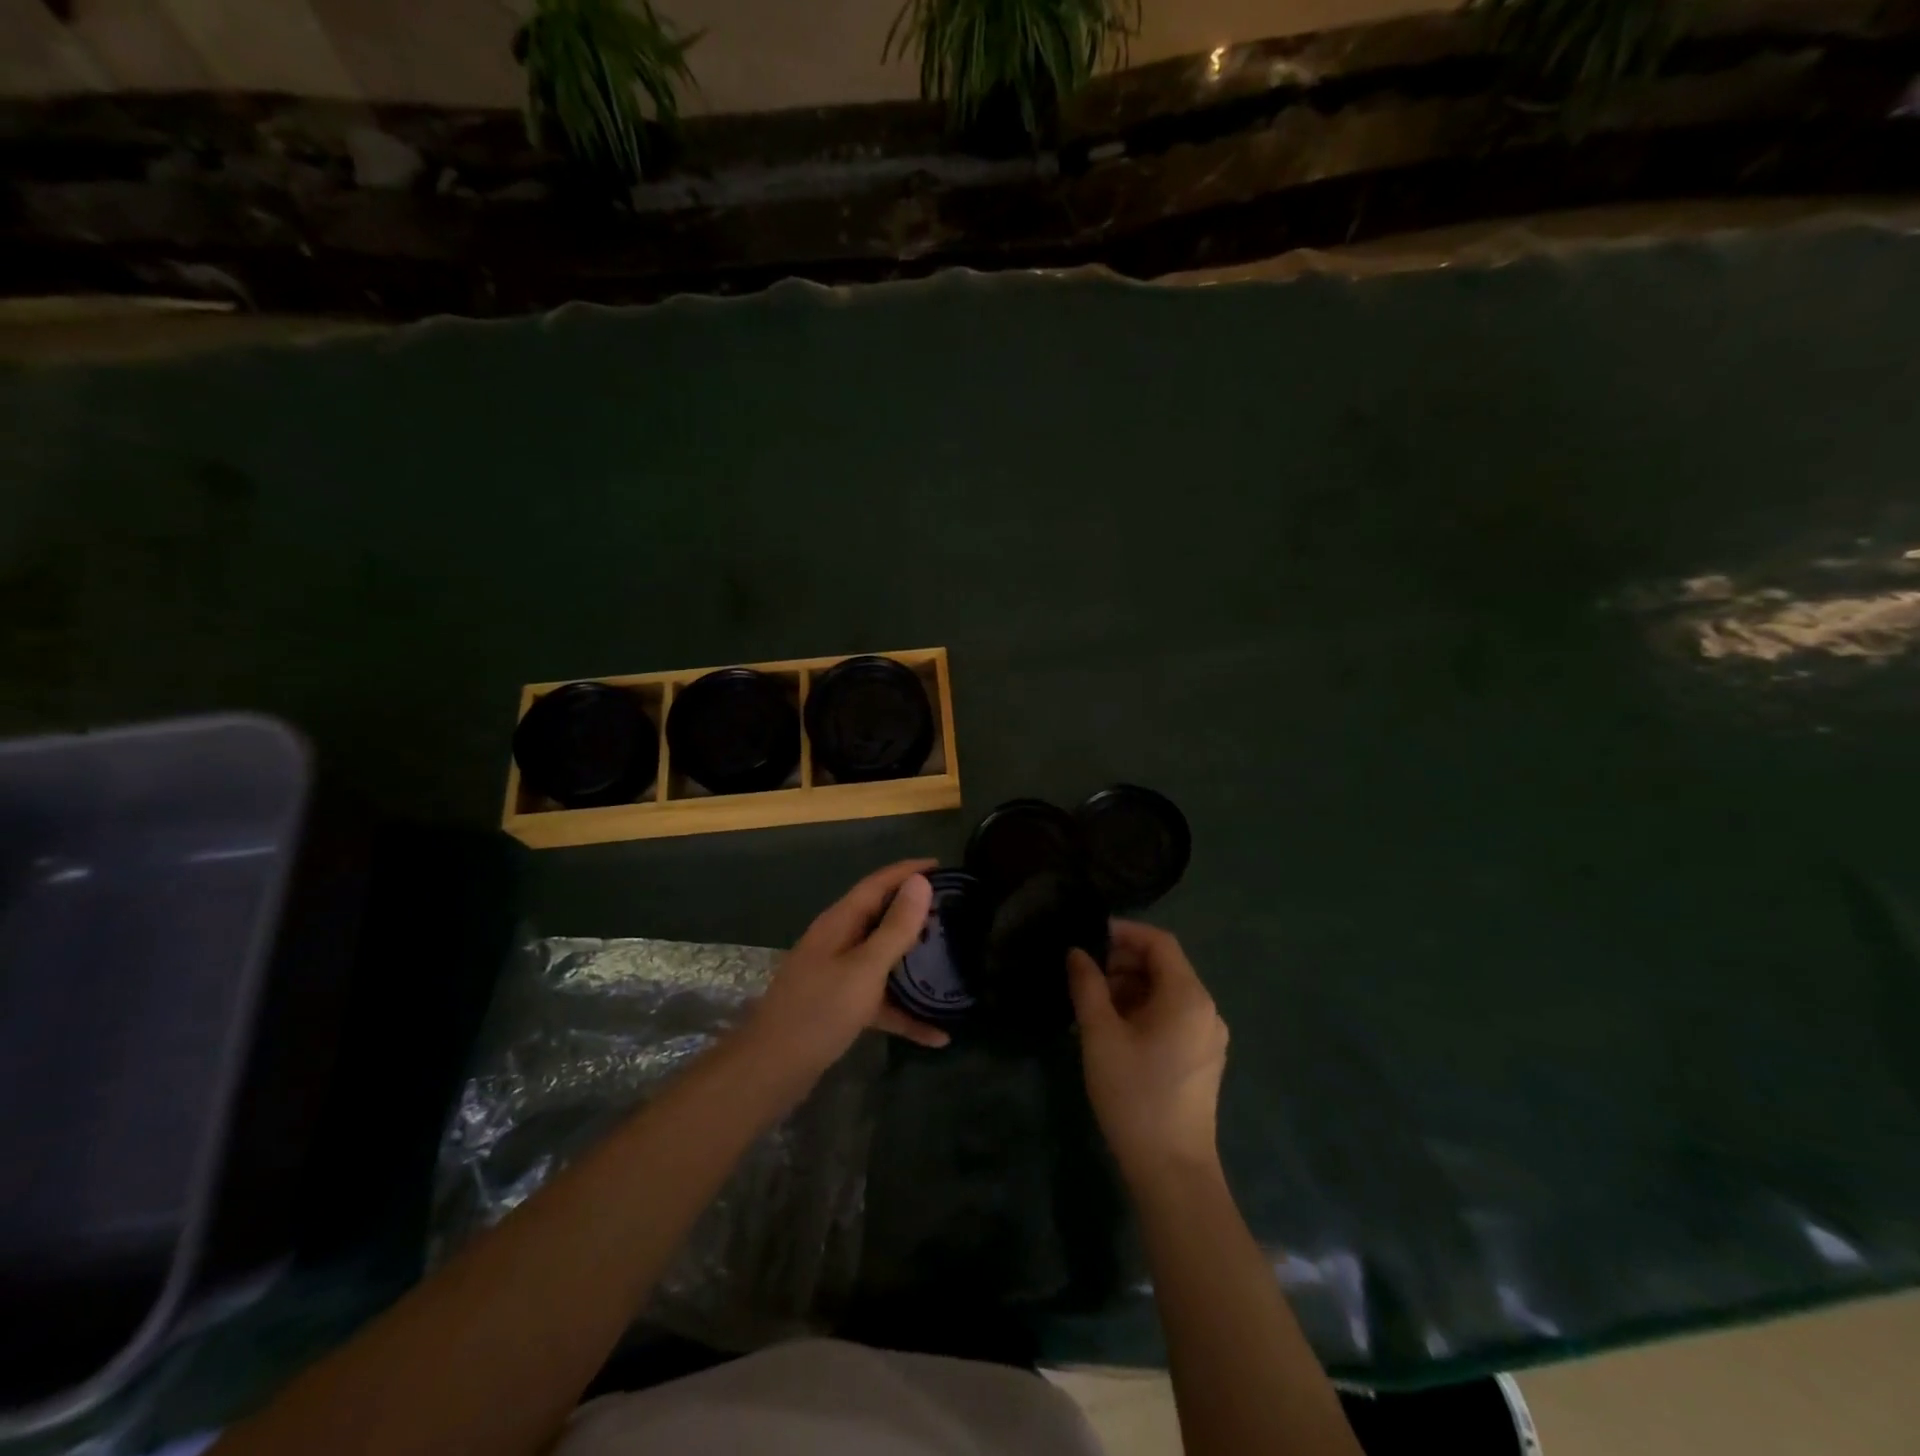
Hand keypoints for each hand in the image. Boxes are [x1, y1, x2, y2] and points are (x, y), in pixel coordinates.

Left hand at [739, 859, 950, 1083]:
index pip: (877, 884)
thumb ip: (895, 927)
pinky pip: (880, 1001)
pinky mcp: (841, 1007)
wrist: (772, 1070)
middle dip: (915, 913)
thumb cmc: (819, 1011)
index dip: (908, 871)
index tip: (942, 866)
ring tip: (951, 961)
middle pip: (881, 918)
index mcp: (840, 923)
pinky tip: (937, 1035)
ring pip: (883, 960)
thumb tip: (920, 882)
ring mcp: (838, 976)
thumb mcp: (865, 968)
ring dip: (914, 962)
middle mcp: (838, 942)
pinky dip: (905, 1013)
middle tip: (954, 912)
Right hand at [1068, 922, 1228, 1186]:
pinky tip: (1114, 1031)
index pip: (1159, 942)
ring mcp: (1208, 1037)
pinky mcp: (1202, 1059)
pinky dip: (1144, 1011)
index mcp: (1187, 996)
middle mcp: (1206, 1009)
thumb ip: (1087, 986)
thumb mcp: (1100, 1035)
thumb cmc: (1134, 1094)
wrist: (1172, 1170)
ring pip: (1167, 993)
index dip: (1124, 932)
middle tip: (1085, 976)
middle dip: (1124, 962)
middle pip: (1165, 966)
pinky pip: (1173, 1017)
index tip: (1089, 936)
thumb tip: (1077, 953)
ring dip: (1131, 988)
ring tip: (1093, 1005)